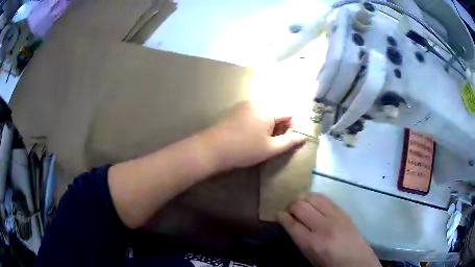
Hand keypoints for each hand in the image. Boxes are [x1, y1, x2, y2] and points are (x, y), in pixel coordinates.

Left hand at [202, 101, 305, 170]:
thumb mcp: (270, 148)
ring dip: (267, 124)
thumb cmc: (245, 149)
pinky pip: (253, 113)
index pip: (288, 113)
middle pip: (276, 111)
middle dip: (278, 125)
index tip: (285, 139)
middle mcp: (257, 102)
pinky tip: (249, 135)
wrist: (213, 148)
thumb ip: (289, 141)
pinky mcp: (235, 110)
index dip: (290, 126)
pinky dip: (256, 122)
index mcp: (268, 109)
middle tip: (271, 141)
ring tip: (260, 140)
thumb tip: (303, 136)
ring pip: (264, 113)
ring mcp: (244, 105)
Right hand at [278, 193, 380, 266]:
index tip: (278, 214)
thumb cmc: (330, 264)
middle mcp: (323, 227)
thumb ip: (300, 240)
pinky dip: (315, 199)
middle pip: (300, 207)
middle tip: (289, 211)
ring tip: (300, 204)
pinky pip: (325, 199)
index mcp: (312, 243)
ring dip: (303, 199)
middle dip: (290, 206)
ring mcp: (335, 217)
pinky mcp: (343, 212)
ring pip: (313, 198)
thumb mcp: (310, 257)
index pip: (291, 223)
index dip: (281, 216)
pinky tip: (313, 204)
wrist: (356, 261)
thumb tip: (291, 224)